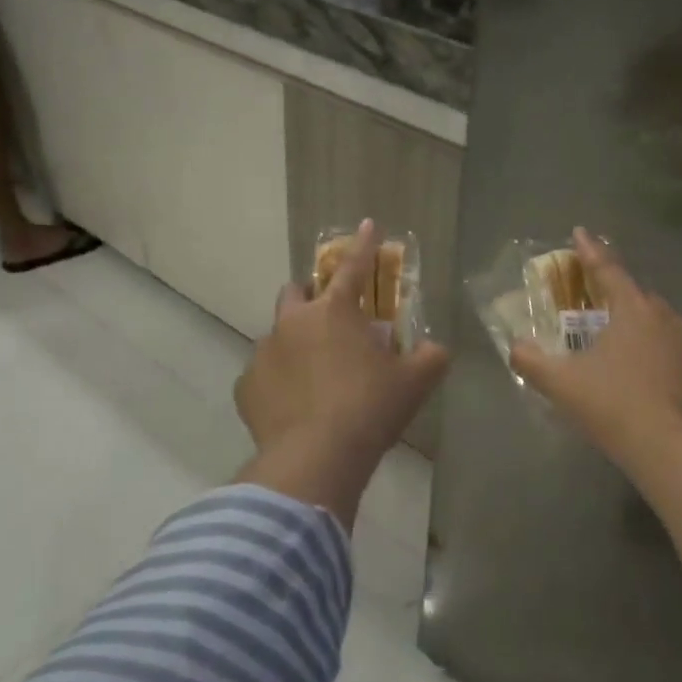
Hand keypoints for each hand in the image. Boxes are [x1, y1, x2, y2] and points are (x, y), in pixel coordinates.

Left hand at [234, 221, 449, 527]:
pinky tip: (293, 407)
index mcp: (335, 311)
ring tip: (313, 377)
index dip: (364, 245)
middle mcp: (293, 322)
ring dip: (295, 344)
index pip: (354, 267)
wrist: (316, 456)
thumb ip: (430, 358)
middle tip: (329, 321)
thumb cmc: (370, 409)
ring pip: (277, 335)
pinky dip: (278, 383)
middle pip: (296, 292)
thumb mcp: (414, 383)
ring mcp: (264, 353)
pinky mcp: (246, 386)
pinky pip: (262, 376)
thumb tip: (435, 349)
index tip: (367, 224)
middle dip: (311, 297)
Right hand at [511, 228, 681, 471]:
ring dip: (635, 324)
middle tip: (591, 300)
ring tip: (614, 341)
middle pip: (635, 295)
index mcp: (634, 310)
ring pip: (657, 323)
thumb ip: (532, 361)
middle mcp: (666, 318)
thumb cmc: (614, 406)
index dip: (590, 251)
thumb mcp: (562, 383)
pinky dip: (653, 353)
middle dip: (613, 292)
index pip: (607, 270)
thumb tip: (516, 347)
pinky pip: (671, 351)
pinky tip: (640, 375)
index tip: (579, 232)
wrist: (673, 452)